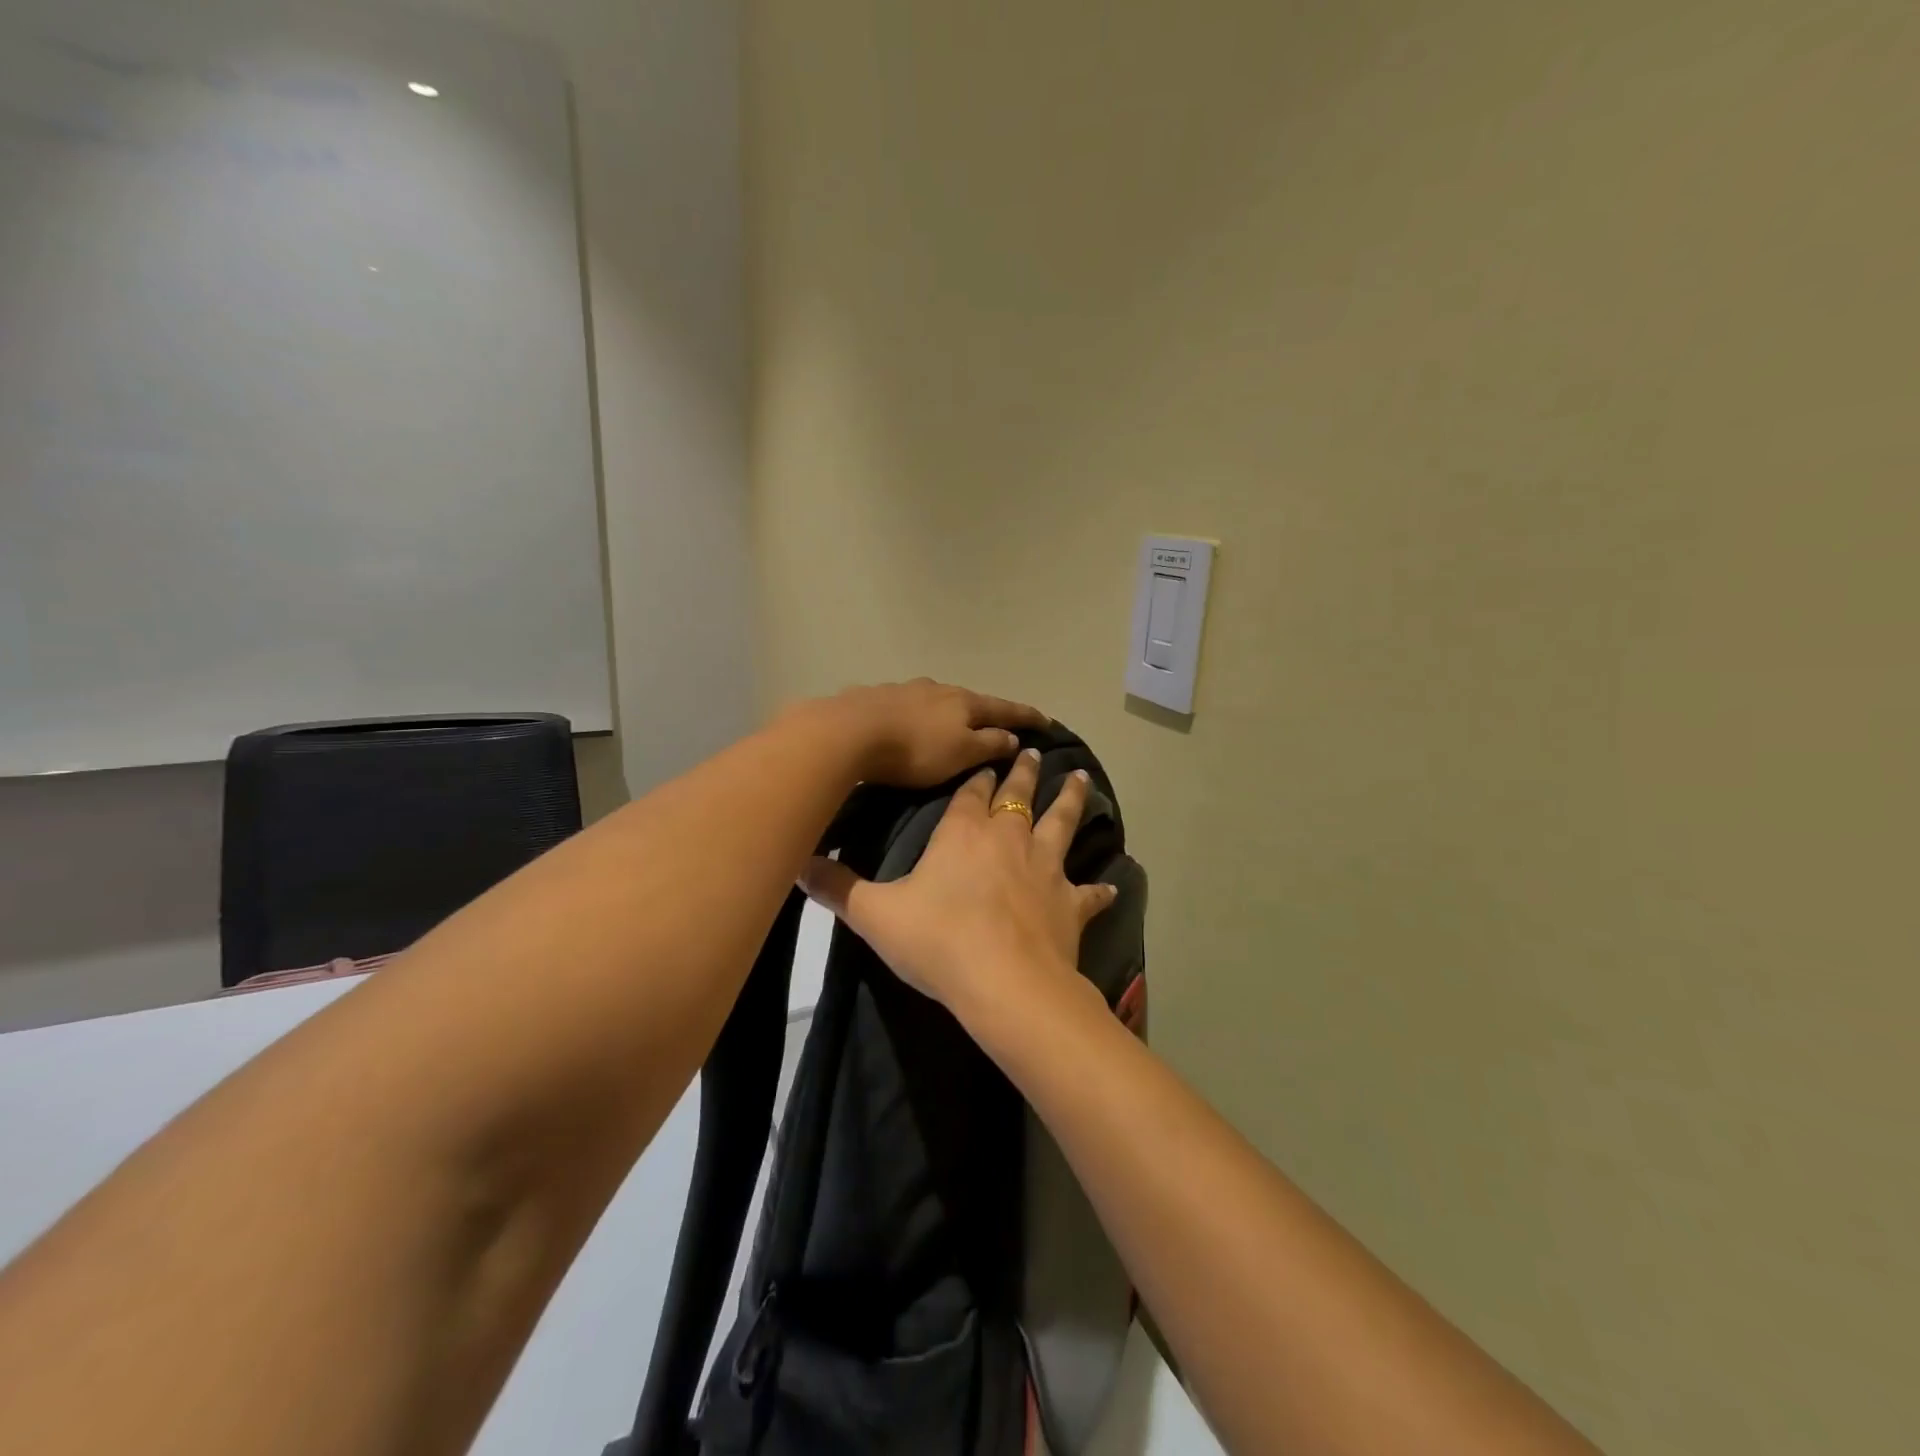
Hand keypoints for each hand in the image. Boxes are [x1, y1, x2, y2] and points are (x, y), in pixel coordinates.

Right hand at [800, 748, 1117, 1020]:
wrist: (1004, 983)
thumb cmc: (938, 940)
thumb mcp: (875, 914)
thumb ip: (837, 887)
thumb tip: (796, 863)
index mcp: (964, 833)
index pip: (971, 792)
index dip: (977, 776)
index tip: (985, 759)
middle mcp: (1009, 838)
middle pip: (1020, 795)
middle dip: (1024, 772)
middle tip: (1034, 752)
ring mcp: (1045, 868)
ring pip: (1062, 823)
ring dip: (1072, 800)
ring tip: (1082, 778)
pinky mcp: (1070, 903)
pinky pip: (1088, 892)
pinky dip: (1098, 889)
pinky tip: (1111, 887)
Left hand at [820, 678, 1048, 787]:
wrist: (851, 731)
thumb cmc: (915, 749)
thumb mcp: (961, 753)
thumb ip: (989, 744)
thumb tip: (1013, 736)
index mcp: (965, 702)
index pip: (1005, 708)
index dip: (1027, 716)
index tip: (1046, 721)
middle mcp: (939, 688)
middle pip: (970, 700)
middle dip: (986, 712)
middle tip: (998, 724)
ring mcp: (906, 689)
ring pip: (938, 700)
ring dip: (950, 712)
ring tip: (953, 725)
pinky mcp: (878, 697)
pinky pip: (909, 706)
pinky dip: (920, 716)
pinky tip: (912, 723)